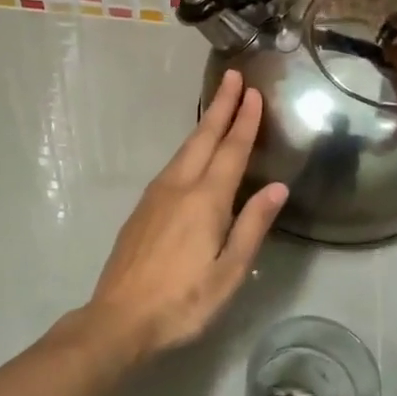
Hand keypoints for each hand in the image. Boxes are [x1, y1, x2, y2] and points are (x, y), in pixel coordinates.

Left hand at [87, 71, 287, 355]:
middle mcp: (178, 187)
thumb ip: (252, 226)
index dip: (244, 121)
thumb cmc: (182, 302)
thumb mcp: (228, 272)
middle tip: (232, 77)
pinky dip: (189, 148)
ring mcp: (155, 196)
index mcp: (205, 200)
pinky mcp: (142, 209)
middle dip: (220, 106)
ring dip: (204, 125)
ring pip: (184, 150)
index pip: (231, 150)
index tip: (252, 92)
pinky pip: (171, 166)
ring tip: (218, 107)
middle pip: (203, 138)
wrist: (119, 318)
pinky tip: (193, 154)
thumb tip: (277, 187)